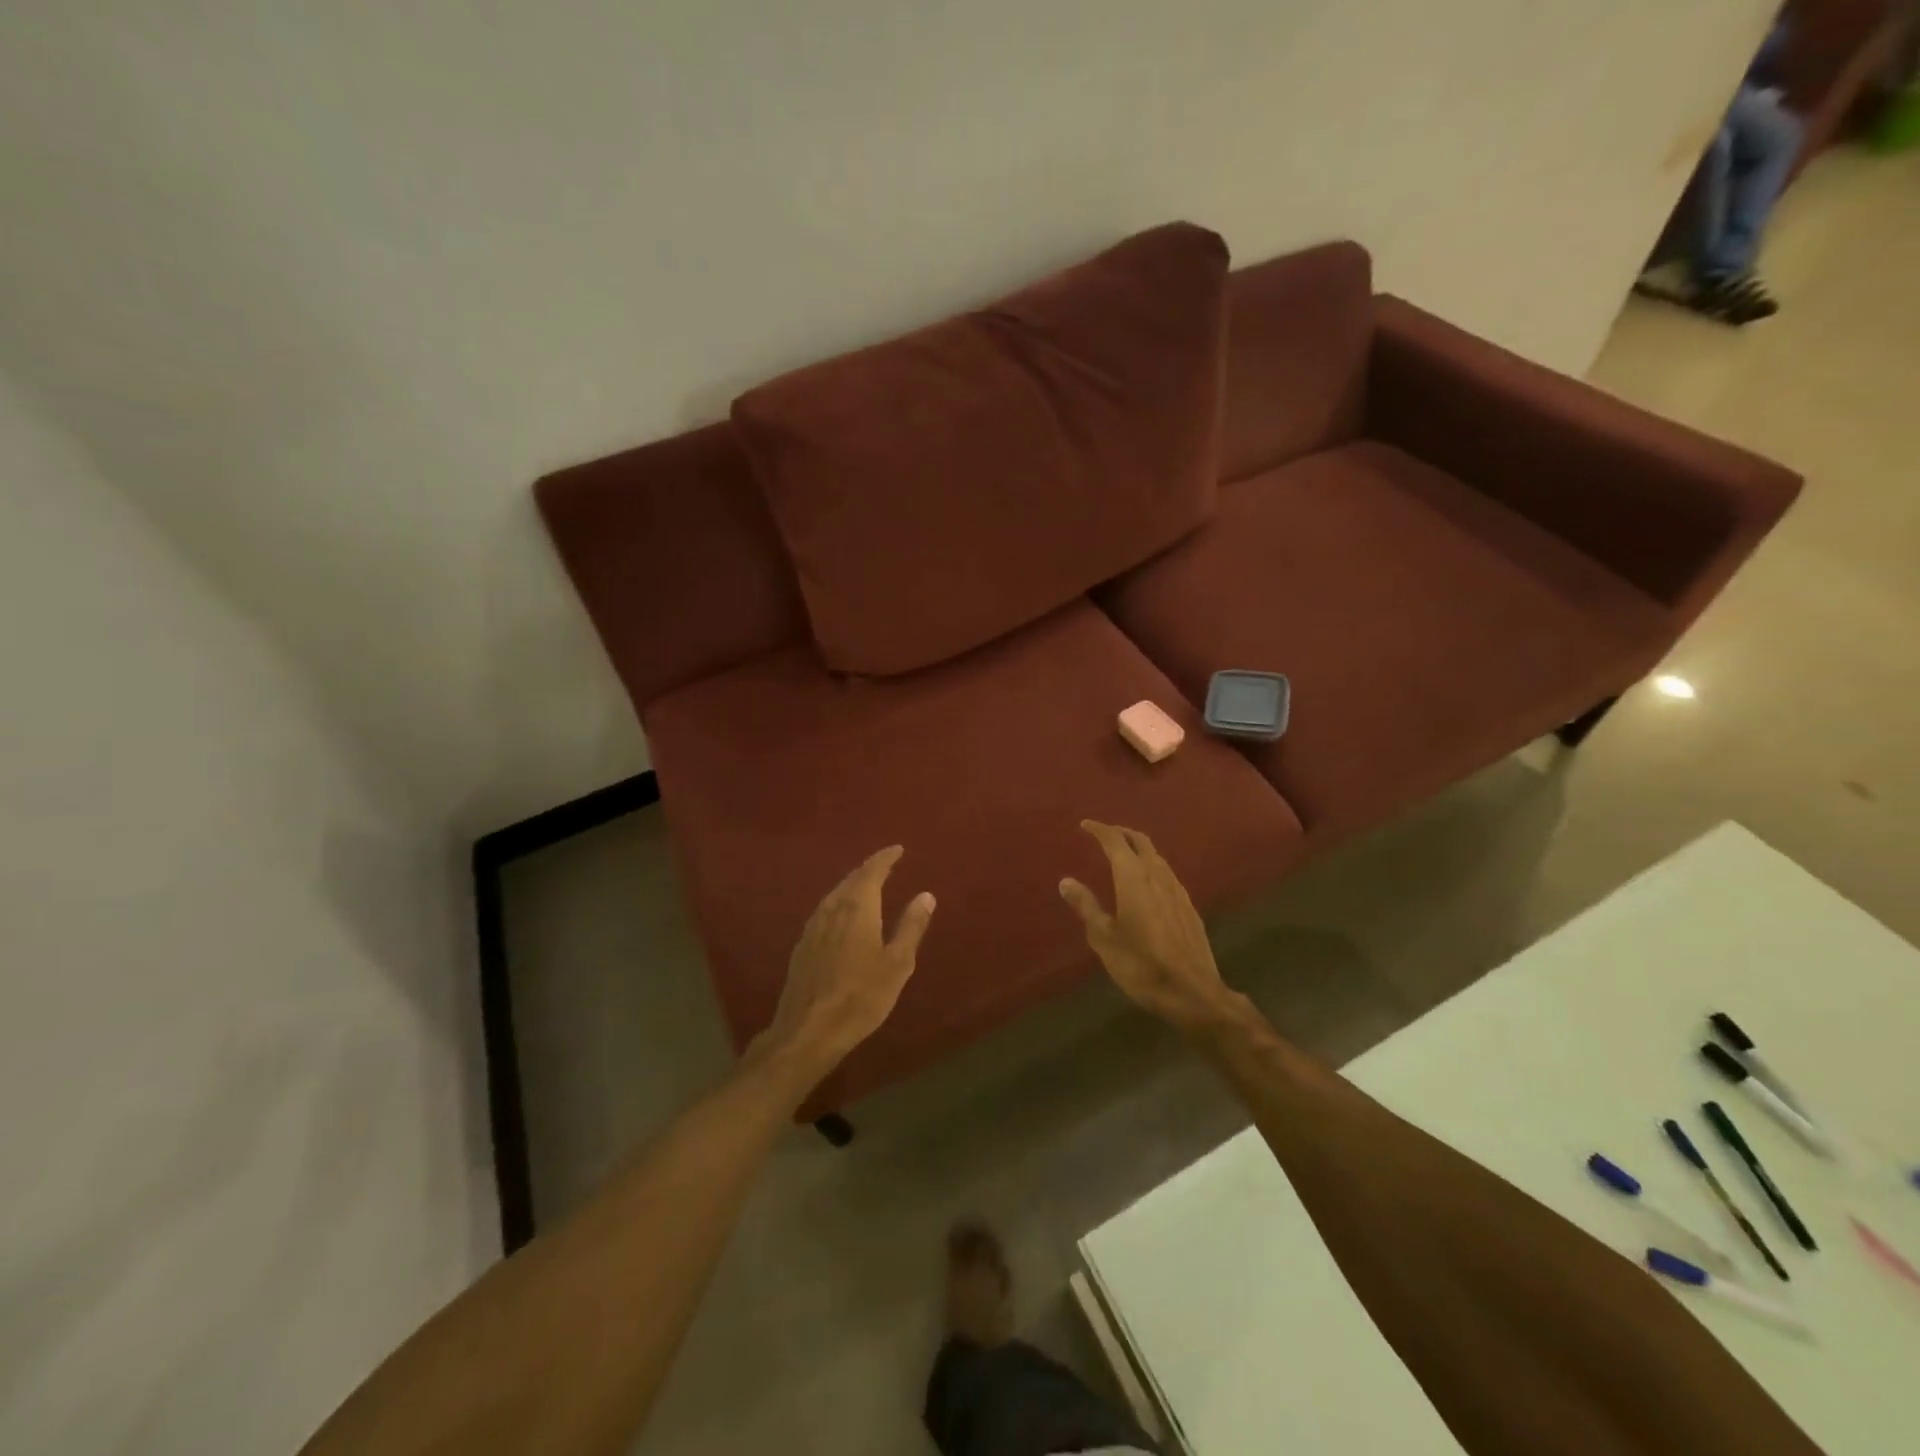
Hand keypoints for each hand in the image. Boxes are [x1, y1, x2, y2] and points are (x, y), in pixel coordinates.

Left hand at [752, 846, 934, 1081]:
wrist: (808, 1030)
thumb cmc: (861, 997)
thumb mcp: (897, 964)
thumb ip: (911, 926)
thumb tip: (926, 895)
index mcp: (858, 908)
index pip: (872, 871)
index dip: (885, 858)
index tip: (898, 849)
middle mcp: (832, 909)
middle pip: (851, 879)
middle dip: (869, 869)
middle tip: (885, 864)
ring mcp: (813, 927)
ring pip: (835, 894)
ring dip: (852, 884)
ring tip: (866, 885)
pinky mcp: (802, 946)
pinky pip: (825, 910)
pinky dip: (839, 902)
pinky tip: (841, 915)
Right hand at [1059, 820, 1240, 1033]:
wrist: (1192, 991)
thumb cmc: (1141, 964)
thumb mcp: (1104, 937)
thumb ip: (1086, 905)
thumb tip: (1066, 880)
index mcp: (1133, 877)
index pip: (1115, 841)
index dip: (1099, 830)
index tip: (1085, 825)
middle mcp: (1158, 875)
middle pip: (1141, 841)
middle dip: (1122, 833)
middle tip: (1105, 835)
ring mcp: (1178, 890)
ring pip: (1157, 857)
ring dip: (1139, 849)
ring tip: (1123, 856)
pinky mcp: (1189, 907)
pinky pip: (1167, 874)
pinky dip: (1152, 867)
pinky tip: (1147, 884)